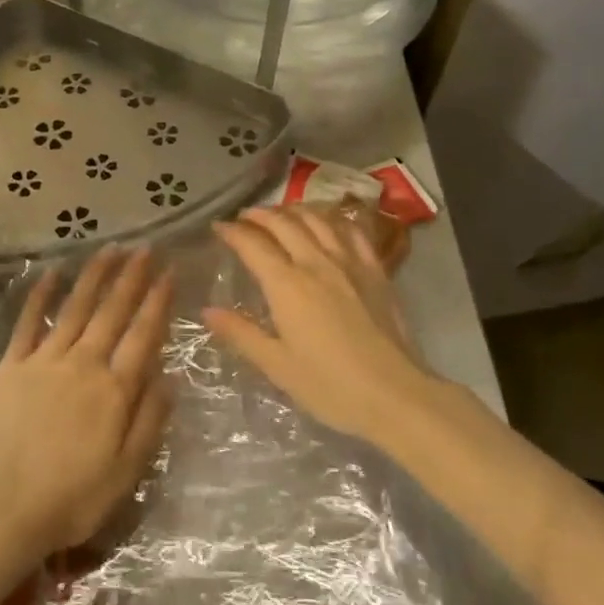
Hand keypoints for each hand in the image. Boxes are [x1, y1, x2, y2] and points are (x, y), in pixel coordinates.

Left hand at [0, 247, 173, 558]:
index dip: (158, 301)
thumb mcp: (127, 471)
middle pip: (112, 312)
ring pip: (75, 307)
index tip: (169, 272)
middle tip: (145, 248)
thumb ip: (150, 419)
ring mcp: (45, 360)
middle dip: (131, 277)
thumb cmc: (73, 498)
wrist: (3, 509)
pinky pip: (28, 322)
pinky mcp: (12, 366)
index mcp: (115, 389)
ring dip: (94, 276)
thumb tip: (169, 375)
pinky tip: (52, 273)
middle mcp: (83, 363)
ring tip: (110, 249)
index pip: (143, 334)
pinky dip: (41, 296)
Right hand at [205, 207, 433, 447]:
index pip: (253, 244)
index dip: (232, 232)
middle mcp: (316, 262)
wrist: (396, 394)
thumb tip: (208, 311)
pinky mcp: (376, 270)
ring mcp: (350, 262)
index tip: (218, 227)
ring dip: (294, 210)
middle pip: (284, 223)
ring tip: (282, 214)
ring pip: (318, 219)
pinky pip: (352, 230)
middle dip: (260, 215)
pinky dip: (334, 219)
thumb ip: (241, 333)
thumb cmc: (330, 386)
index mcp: (287, 285)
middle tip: (245, 217)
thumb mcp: (277, 366)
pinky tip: (328, 223)